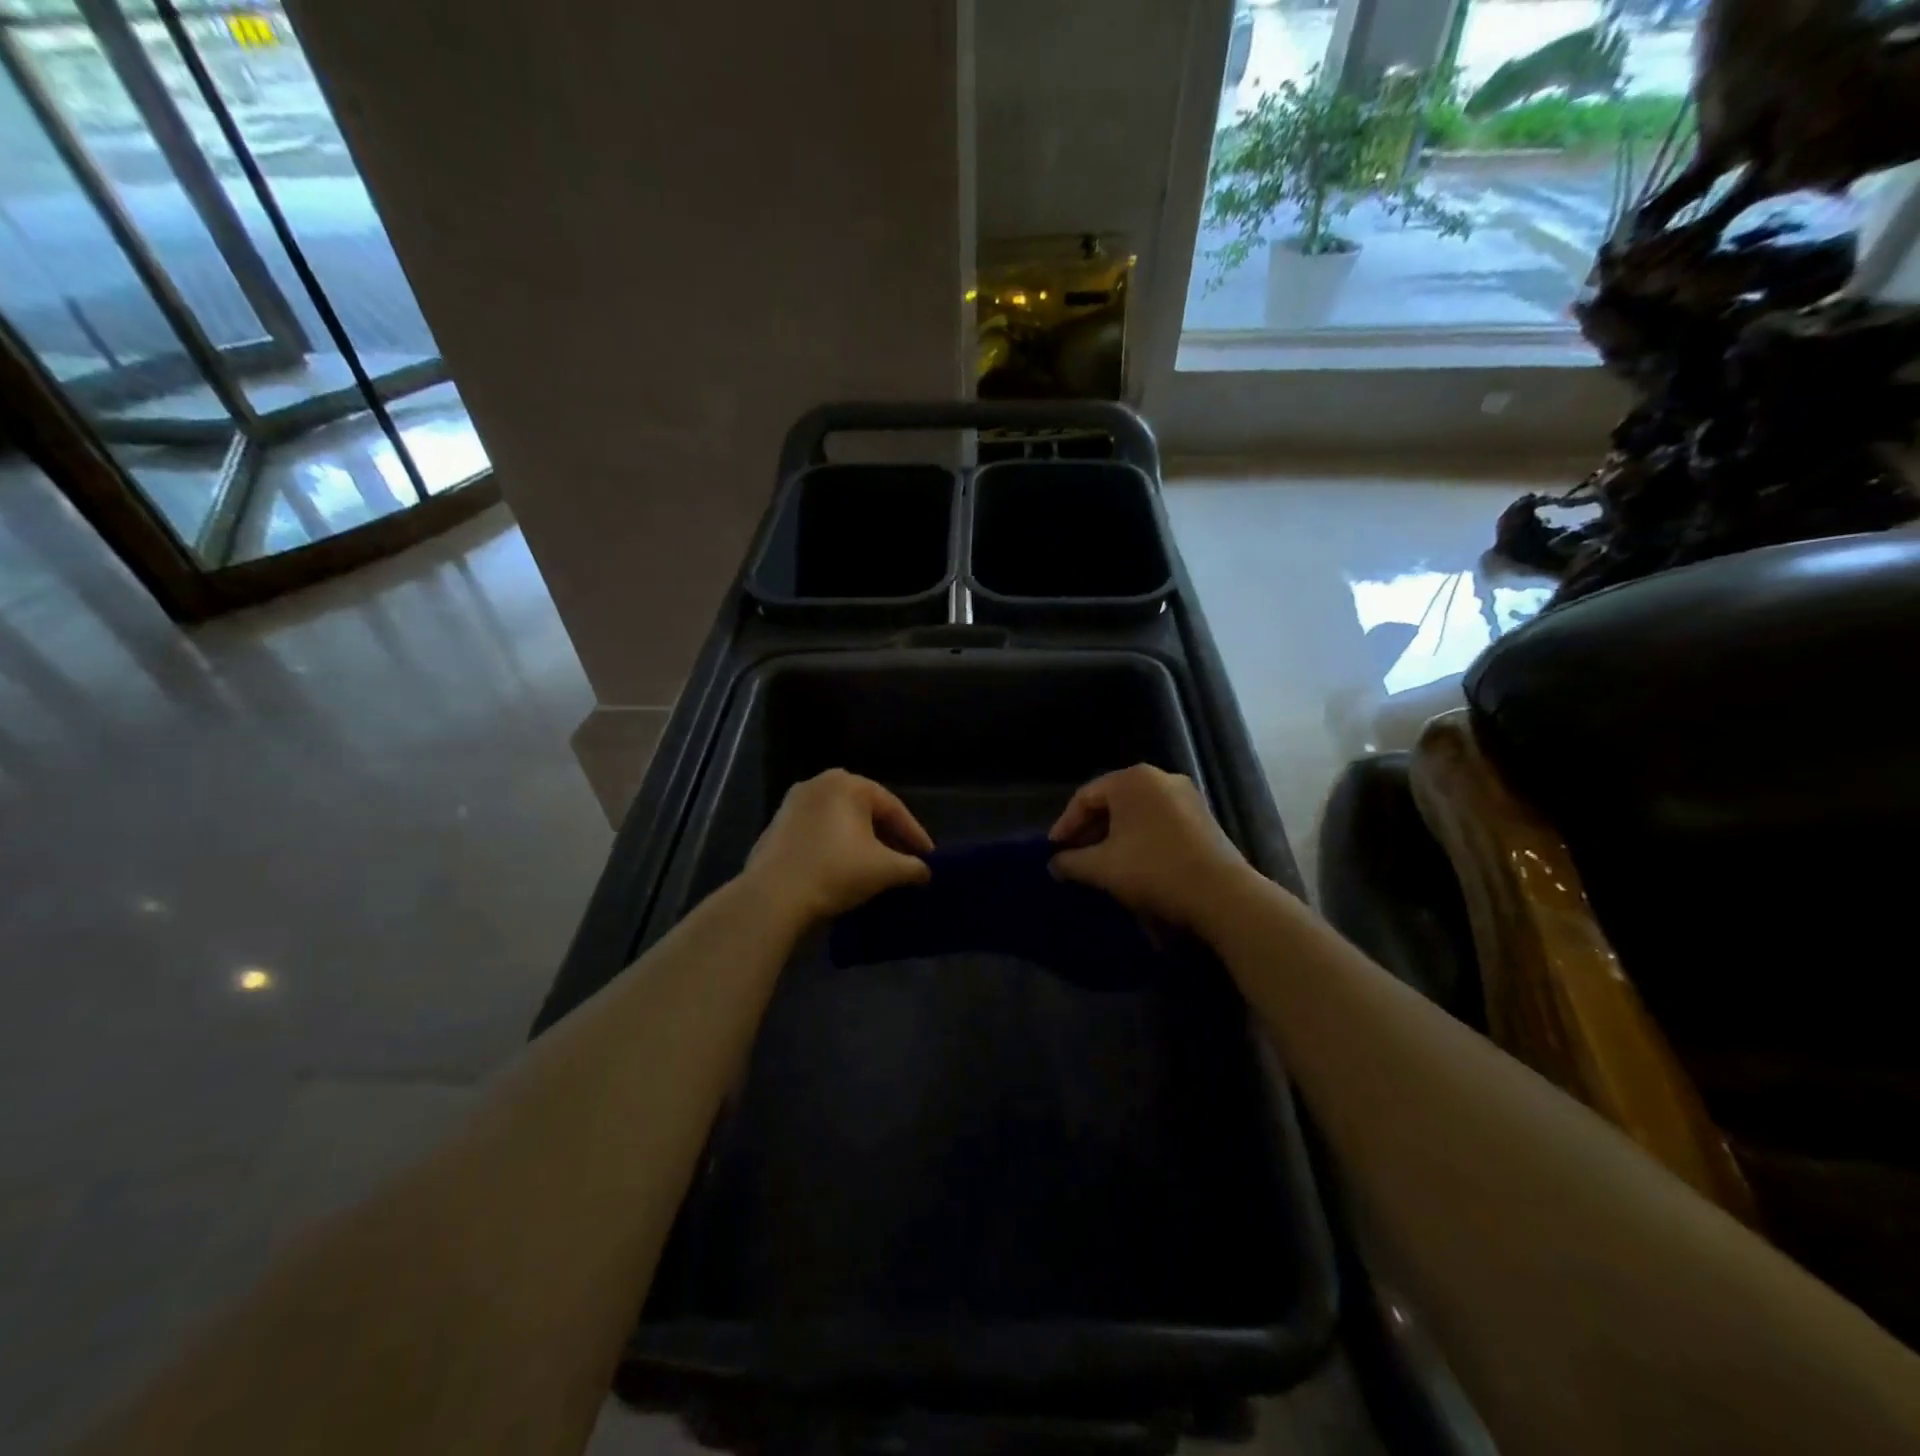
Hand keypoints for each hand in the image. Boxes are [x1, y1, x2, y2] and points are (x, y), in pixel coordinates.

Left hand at [743, 769, 932, 927]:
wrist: (772, 896)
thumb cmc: (835, 871)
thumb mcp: (885, 870)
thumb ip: (912, 867)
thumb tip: (925, 872)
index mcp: (848, 784)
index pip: (893, 808)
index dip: (914, 835)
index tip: (929, 857)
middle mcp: (819, 783)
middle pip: (866, 811)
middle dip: (888, 837)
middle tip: (905, 861)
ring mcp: (793, 803)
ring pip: (840, 822)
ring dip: (861, 842)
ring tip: (876, 867)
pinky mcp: (776, 826)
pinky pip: (818, 832)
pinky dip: (835, 846)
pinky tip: (843, 869)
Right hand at [1049, 764, 1253, 928]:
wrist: (1221, 894)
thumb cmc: (1153, 870)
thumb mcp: (1102, 868)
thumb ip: (1071, 862)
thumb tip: (1055, 864)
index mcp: (1132, 780)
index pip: (1085, 797)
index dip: (1065, 825)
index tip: (1053, 851)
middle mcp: (1160, 778)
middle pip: (1112, 802)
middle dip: (1090, 831)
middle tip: (1074, 857)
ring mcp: (1185, 796)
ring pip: (1136, 812)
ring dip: (1114, 836)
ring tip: (1101, 863)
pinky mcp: (1202, 817)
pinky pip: (1158, 821)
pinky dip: (1139, 838)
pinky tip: (1132, 863)